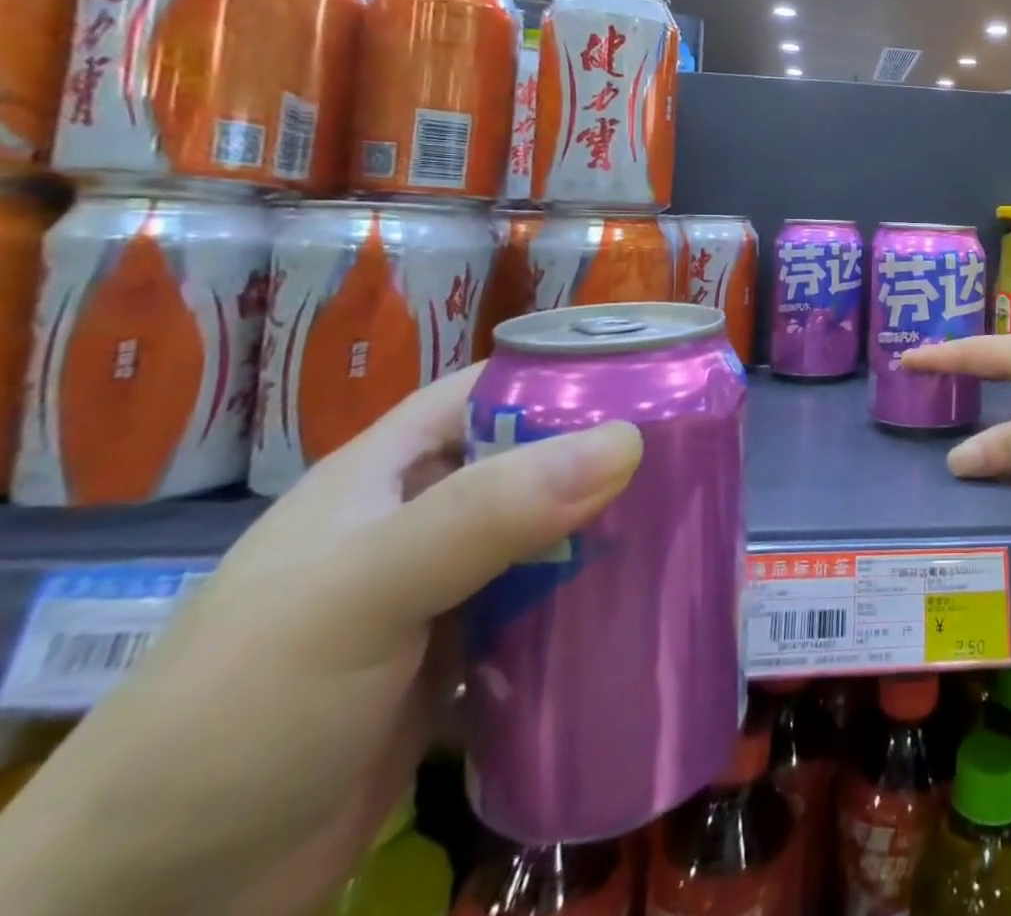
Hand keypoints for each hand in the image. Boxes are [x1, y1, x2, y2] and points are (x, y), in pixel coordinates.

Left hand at [0, 366, 643, 915]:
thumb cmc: (237, 714)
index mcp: (390, 472)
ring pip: (547, 539)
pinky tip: (648, 603)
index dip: (568, 372)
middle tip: (698, 453)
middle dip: (609, 456)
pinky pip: (545, 613)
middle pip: (535, 462)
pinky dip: (592, 605)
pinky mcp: (460, 665)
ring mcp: (443, 596)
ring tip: (691, 522)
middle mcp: (421, 520)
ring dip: (609, 534)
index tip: (655, 376)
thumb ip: (487, 514)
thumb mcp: (359, 593)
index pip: (493, 389)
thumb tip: (625, 442)